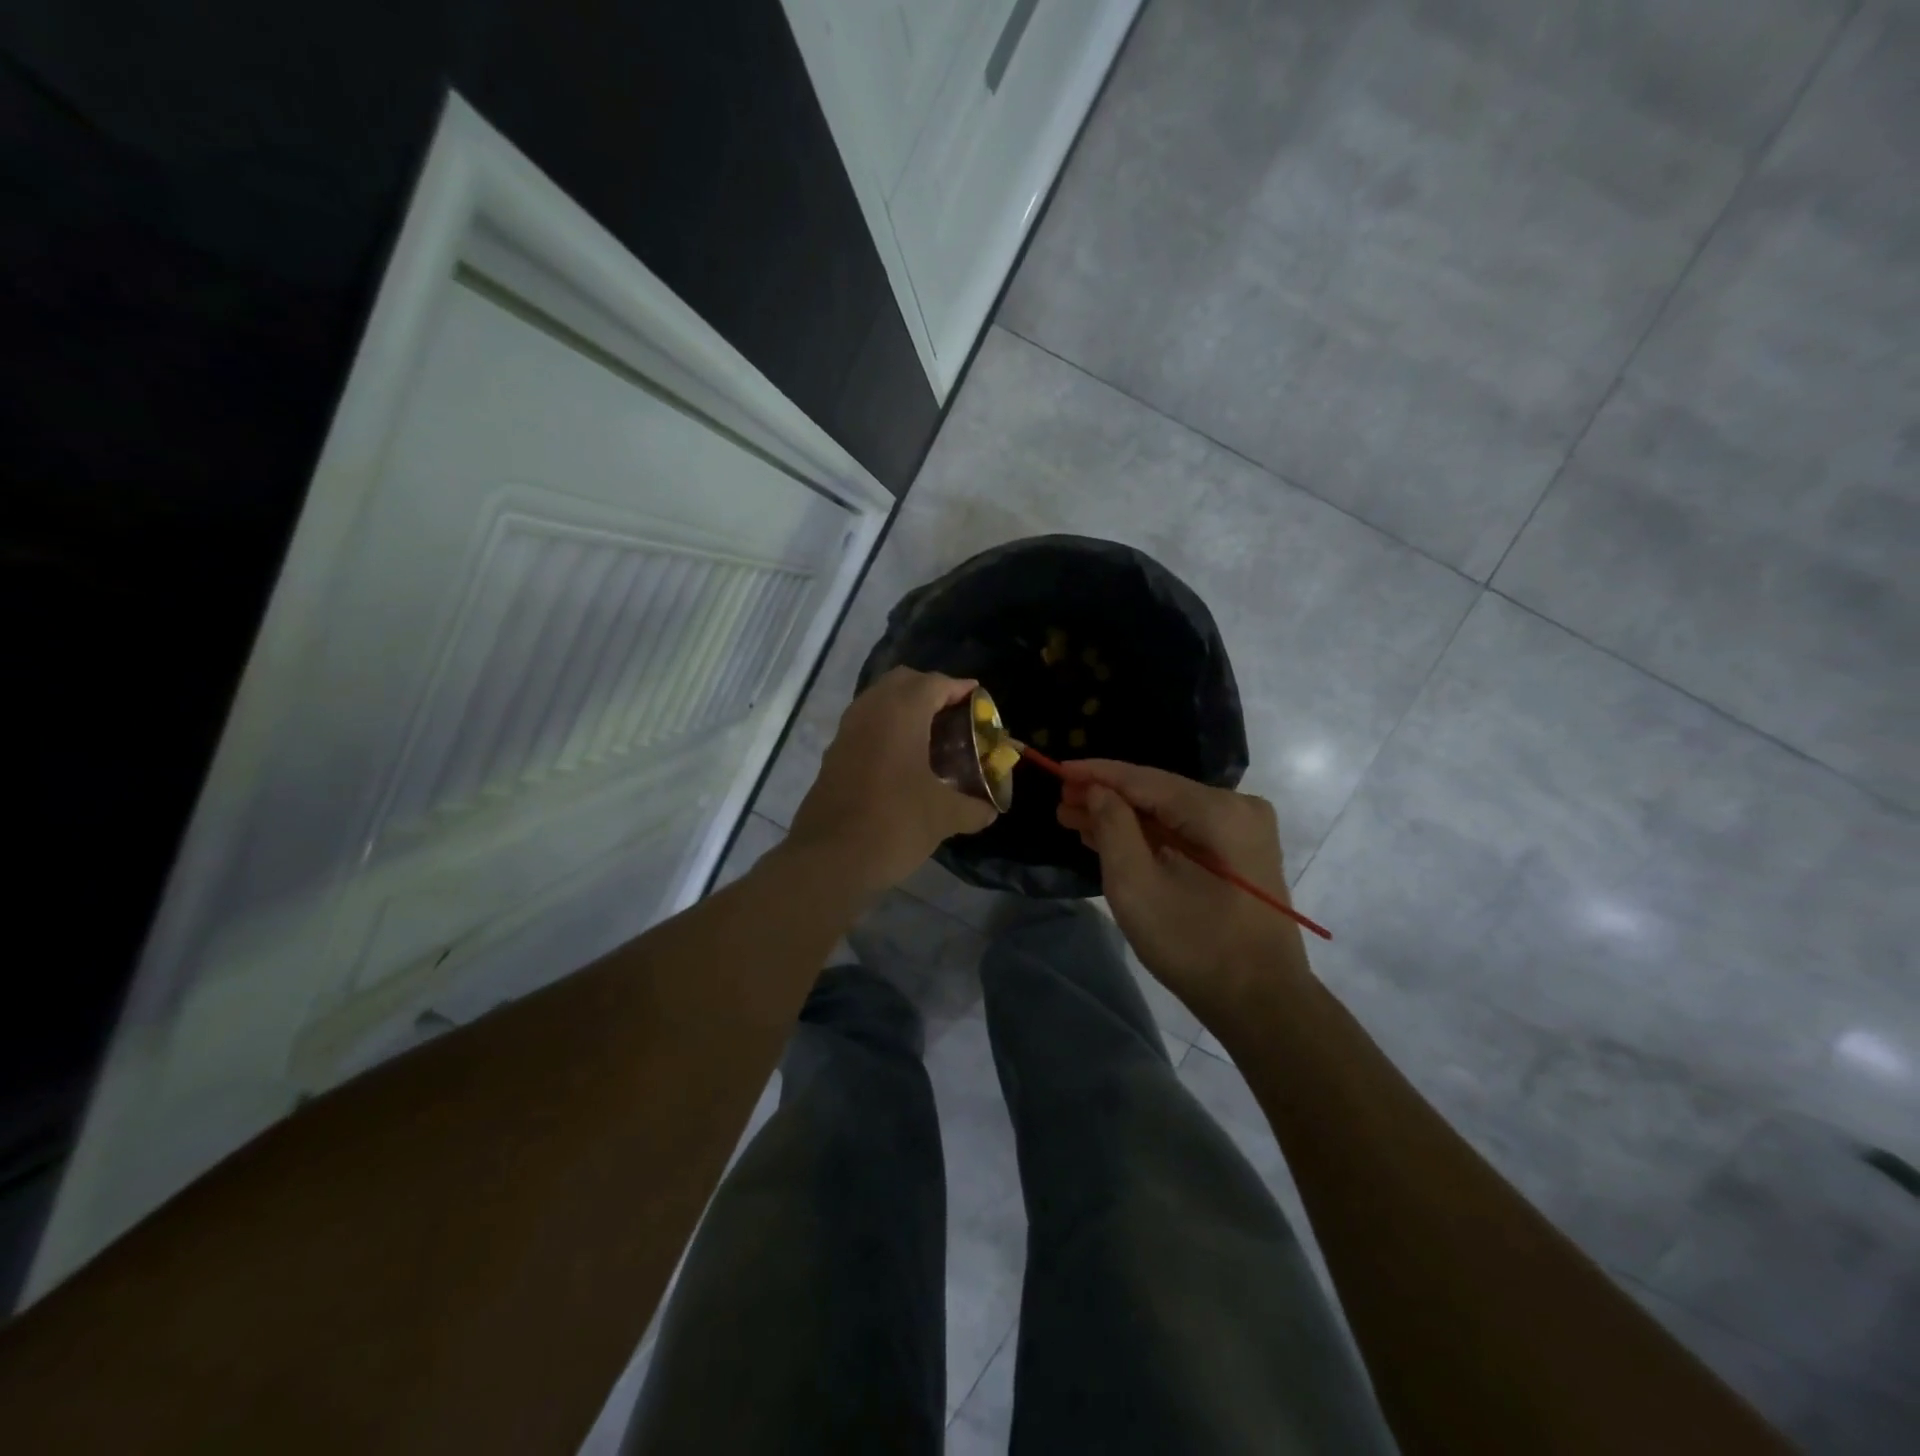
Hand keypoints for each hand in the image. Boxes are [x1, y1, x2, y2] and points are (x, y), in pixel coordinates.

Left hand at [787, 668, 997, 896]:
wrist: (829, 859)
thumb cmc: (894, 825)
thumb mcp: (944, 817)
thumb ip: (973, 808)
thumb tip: (989, 810)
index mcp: (900, 714)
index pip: (934, 683)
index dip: (959, 688)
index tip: (977, 699)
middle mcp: (870, 712)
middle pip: (902, 681)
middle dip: (929, 689)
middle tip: (954, 712)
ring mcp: (846, 732)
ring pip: (878, 701)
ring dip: (904, 708)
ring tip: (931, 734)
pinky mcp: (833, 755)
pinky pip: (864, 724)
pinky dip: (886, 728)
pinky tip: (903, 758)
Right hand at [1057, 760, 1307, 1025]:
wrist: (1261, 1002)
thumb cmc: (1194, 946)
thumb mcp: (1137, 887)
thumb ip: (1113, 828)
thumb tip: (1098, 791)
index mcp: (1219, 811)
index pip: (1144, 779)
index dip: (1097, 773)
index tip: (1056, 769)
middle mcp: (1238, 807)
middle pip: (1158, 792)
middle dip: (1106, 797)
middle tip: (1060, 801)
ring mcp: (1243, 829)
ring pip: (1169, 811)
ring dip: (1123, 817)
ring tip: (1074, 818)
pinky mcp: (1240, 852)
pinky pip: (1184, 830)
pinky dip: (1148, 834)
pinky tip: (1111, 836)